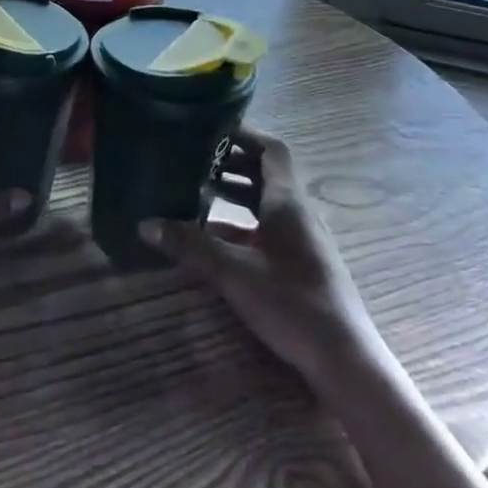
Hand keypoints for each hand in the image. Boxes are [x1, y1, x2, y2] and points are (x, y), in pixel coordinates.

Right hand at [143, 127, 369, 381]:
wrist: (343, 359)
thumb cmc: (291, 303)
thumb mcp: (233, 272)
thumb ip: (189, 245)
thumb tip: (145, 224)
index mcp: (288, 203)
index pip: (271, 150)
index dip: (243, 135)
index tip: (210, 129)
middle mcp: (297, 213)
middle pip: (265, 174)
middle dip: (229, 164)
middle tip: (191, 158)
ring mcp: (300, 239)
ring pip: (264, 203)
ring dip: (232, 194)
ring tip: (194, 191)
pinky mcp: (298, 263)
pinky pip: (265, 228)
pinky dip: (238, 224)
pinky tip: (210, 238)